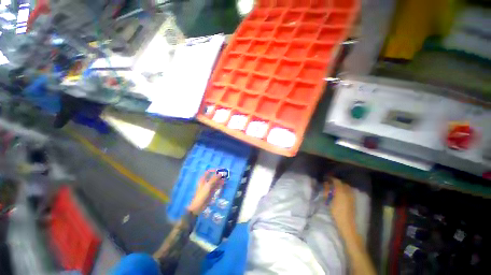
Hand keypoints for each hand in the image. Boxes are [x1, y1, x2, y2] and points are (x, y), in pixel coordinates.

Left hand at [188, 170, 223, 214]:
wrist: (199, 206)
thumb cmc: (202, 194)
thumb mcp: (208, 185)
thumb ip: (214, 179)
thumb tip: (220, 173)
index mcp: (203, 179)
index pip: (208, 172)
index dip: (213, 170)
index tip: (219, 170)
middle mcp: (206, 182)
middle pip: (212, 177)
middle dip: (218, 176)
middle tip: (224, 175)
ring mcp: (209, 187)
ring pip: (215, 182)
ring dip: (219, 180)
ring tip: (225, 179)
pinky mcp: (211, 191)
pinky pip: (216, 187)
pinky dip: (219, 185)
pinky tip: (223, 184)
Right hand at [326, 178, 355, 233]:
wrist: (347, 223)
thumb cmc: (336, 211)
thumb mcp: (329, 200)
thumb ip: (327, 191)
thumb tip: (326, 183)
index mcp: (341, 191)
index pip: (336, 181)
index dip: (331, 178)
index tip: (326, 178)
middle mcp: (348, 192)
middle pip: (343, 183)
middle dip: (337, 182)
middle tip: (330, 183)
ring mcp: (352, 196)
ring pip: (347, 187)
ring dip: (341, 186)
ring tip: (335, 188)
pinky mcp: (353, 200)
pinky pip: (349, 191)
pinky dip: (344, 190)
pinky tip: (340, 193)